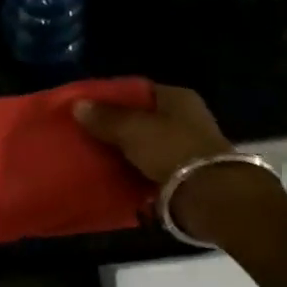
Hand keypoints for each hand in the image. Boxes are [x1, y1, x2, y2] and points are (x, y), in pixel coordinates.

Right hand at [72, 84, 232, 183]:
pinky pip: (151, 168)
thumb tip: (77, 104)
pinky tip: (112, 176)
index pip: (139, 90)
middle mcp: (186, 118)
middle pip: (142, 118)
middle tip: (86, 133)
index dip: (112, 97)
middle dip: (116, 126)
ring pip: (145, 145)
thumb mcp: (131, 128)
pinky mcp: (186, 175)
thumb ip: (105, 117)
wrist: (209, 196)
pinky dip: (134, 172)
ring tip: (93, 156)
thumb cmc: (171, 149)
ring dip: (124, 151)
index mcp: (178, 97)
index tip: (87, 107)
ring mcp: (187, 148)